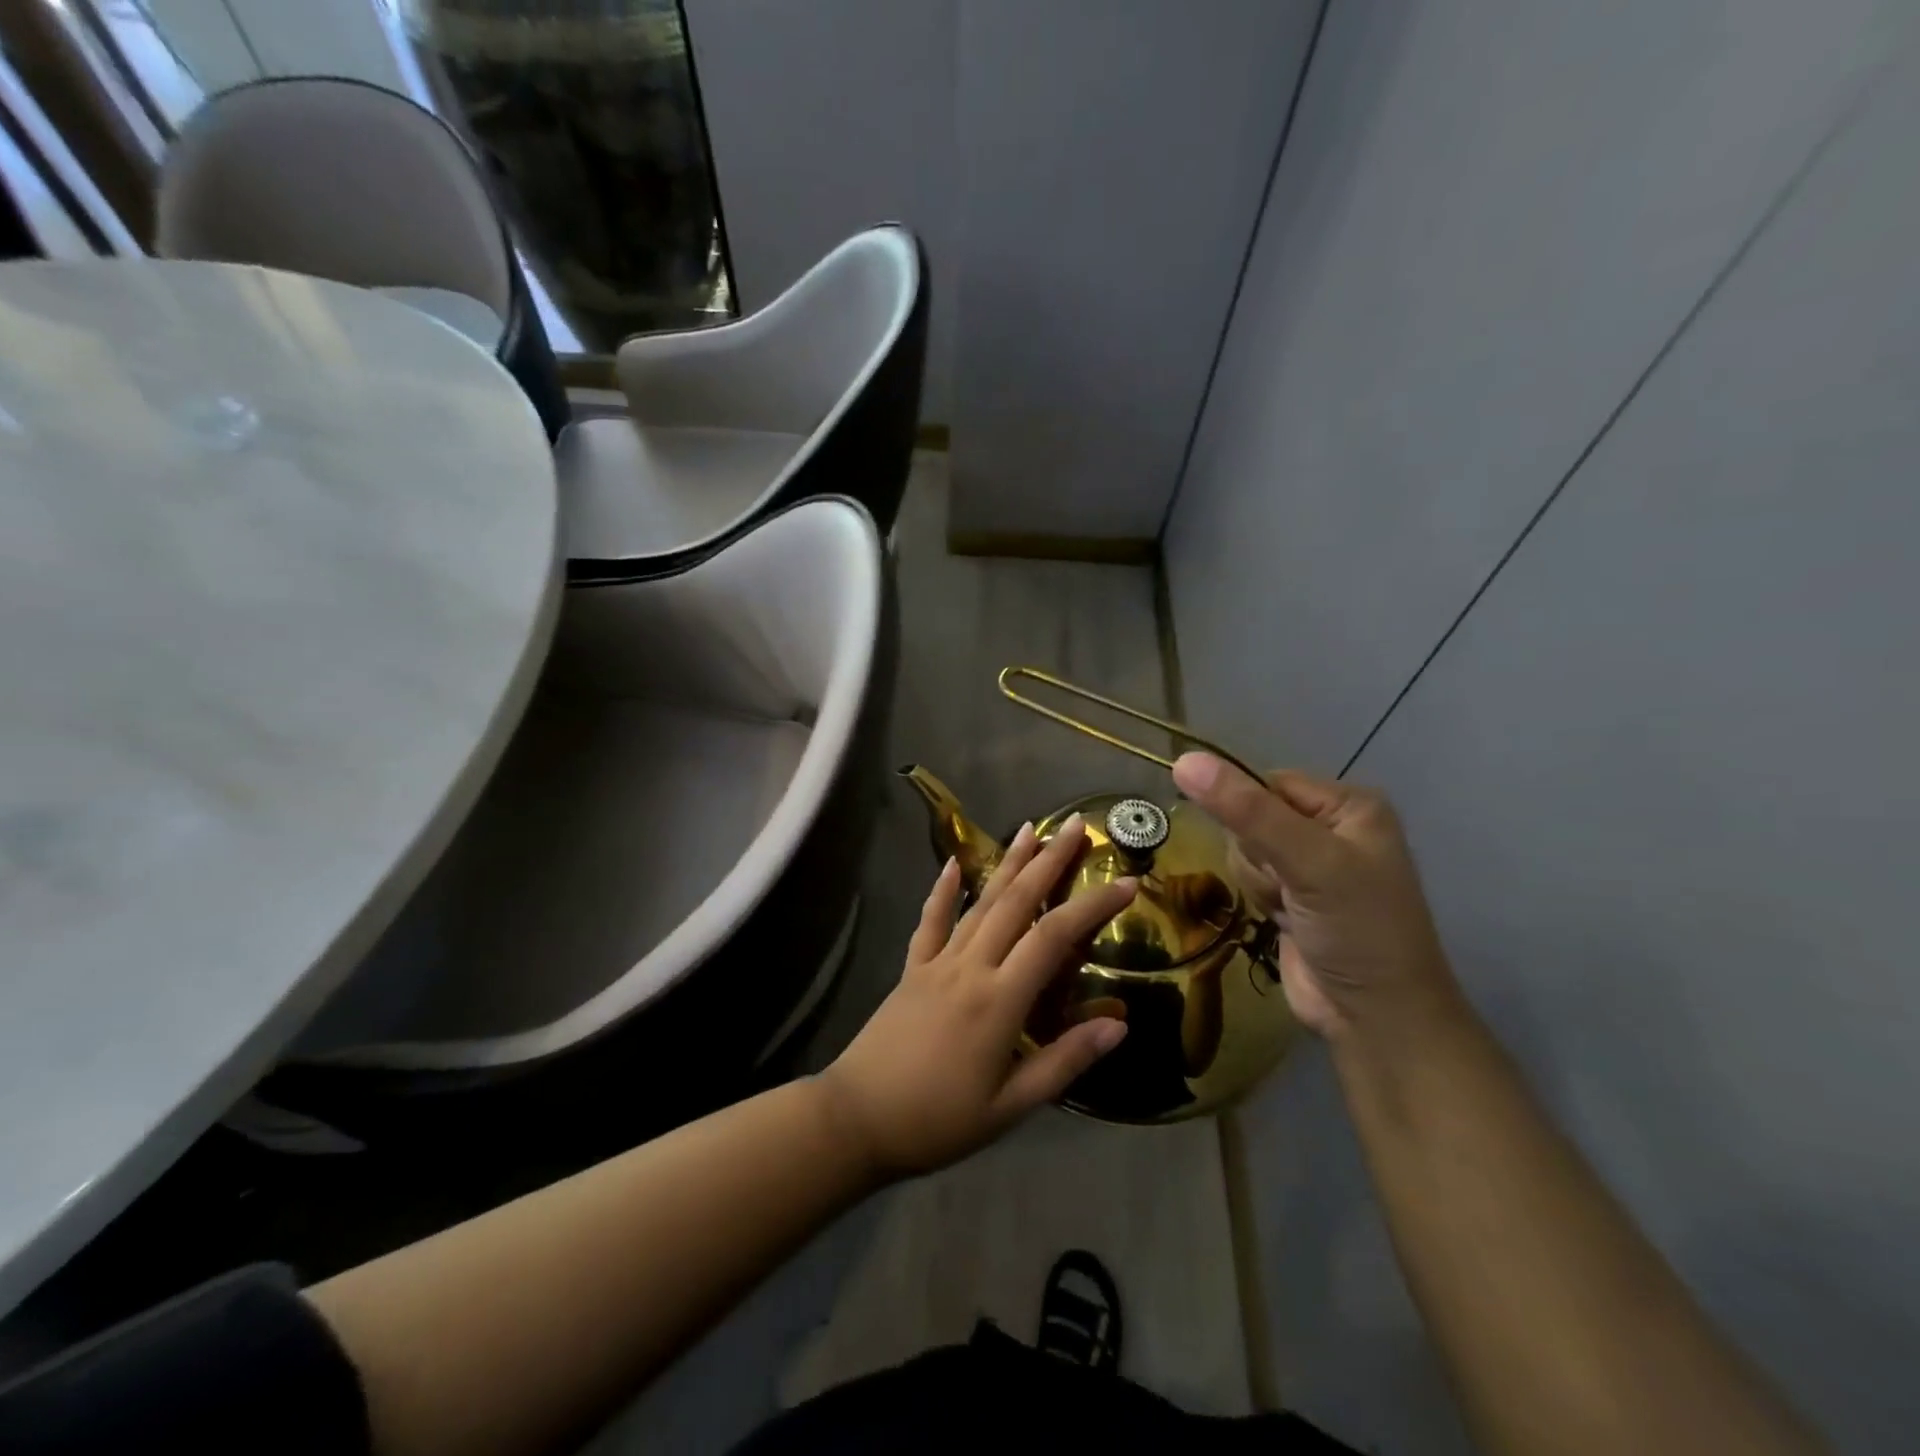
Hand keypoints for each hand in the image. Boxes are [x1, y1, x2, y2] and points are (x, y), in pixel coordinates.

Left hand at [820, 816, 1134, 1176]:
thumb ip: (1064, 1061)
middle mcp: (971, 966)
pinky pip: (931, 921)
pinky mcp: (912, 968)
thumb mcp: (1011, 1106)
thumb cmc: (939, 1120)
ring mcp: (937, 962)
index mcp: (1000, 999)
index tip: (1127, 883)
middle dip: (1049, 860)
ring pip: (980, 902)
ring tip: (1030, 828)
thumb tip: (1119, 1024)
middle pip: (1016, 901)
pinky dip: (943, 890)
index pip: (1055, 937)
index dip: (1093, 905)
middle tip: (1077, 825)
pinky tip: (953, 863)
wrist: (858, 1118)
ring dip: (1008, 863)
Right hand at [1171, 753, 1459, 1043]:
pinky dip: (1258, 898)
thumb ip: (1246, 811)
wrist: (1374, 1018)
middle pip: (1249, 816)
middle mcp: (1329, 826)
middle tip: (1289, 886)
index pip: (1266, 782)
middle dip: (1257, 855)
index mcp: (1348, 804)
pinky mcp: (1290, 895)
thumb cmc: (1357, 930)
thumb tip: (1183, 760)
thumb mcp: (1307, 862)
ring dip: (1257, 881)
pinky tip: (1283, 919)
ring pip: (1242, 848)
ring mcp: (1309, 863)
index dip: (1250, 813)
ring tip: (1290, 908)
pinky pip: (1247, 876)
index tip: (1266, 849)